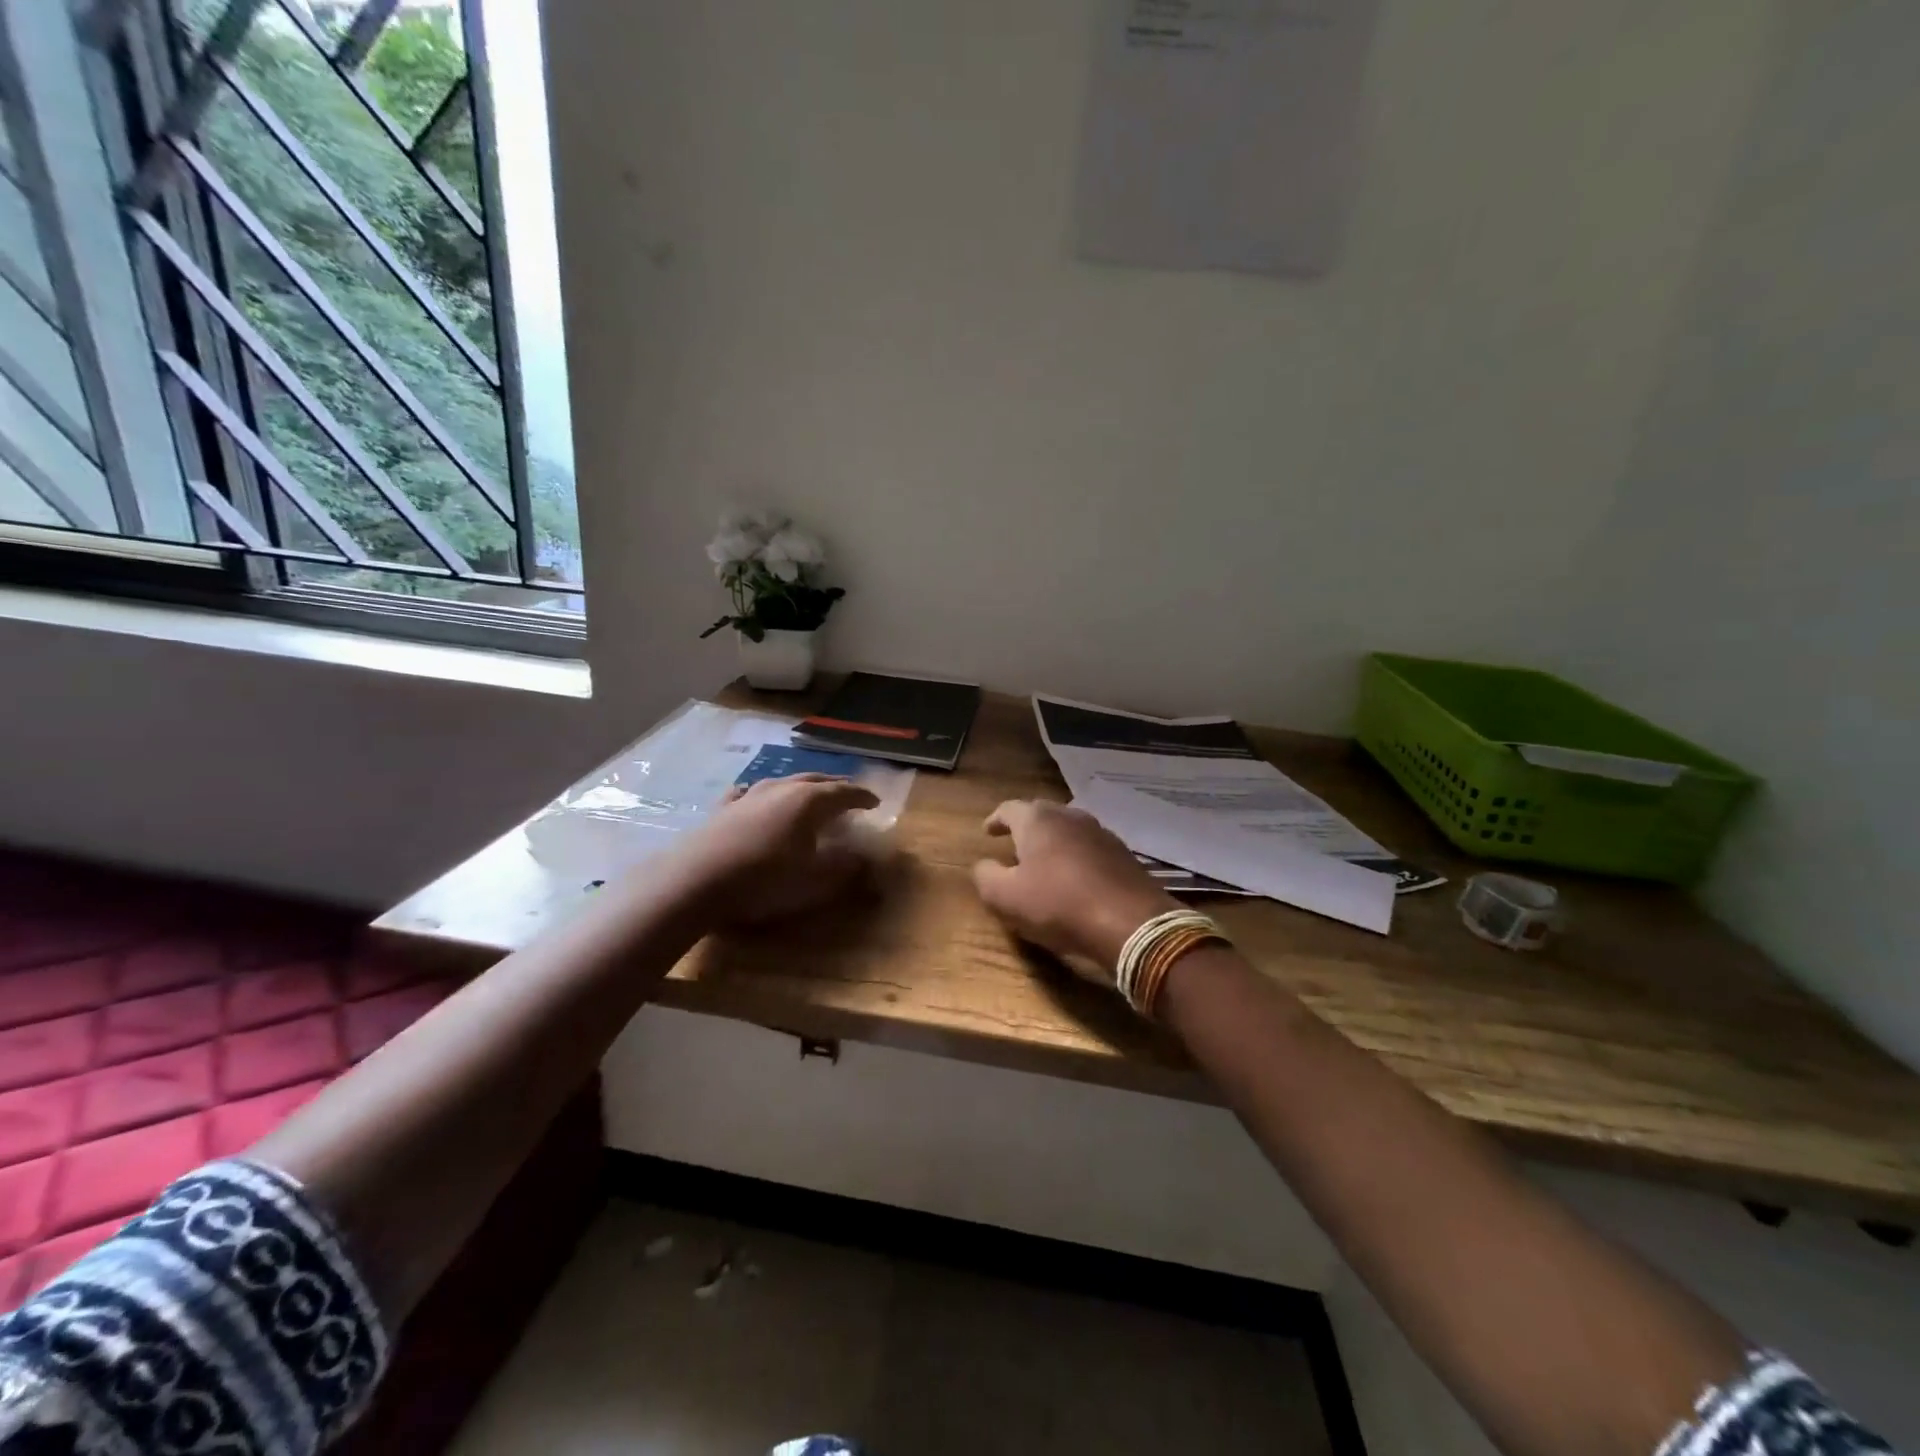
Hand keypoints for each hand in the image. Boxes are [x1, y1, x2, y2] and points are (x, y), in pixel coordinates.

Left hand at [676, 774, 880, 925]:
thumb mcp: (814, 880)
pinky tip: (752, 797)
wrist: (697, 880)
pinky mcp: (722, 809)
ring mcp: (749, 796)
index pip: (844, 792)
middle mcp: (781, 789)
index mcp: (809, 801)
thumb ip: (844, 867)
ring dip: (800, 787)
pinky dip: (758, 795)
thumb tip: (865, 858)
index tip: (875, 803)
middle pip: (815, 780)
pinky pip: (746, 794)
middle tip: (848, 793)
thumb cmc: (765, 879)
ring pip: (782, 782)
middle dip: (834, 785)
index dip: (862, 797)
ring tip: (808, 794)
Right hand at [971, 799, 1178, 981]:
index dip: (996, 820)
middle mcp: (1070, 816)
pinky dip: (1077, 858)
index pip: (1009, 809)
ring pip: (1069, 830)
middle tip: (1013, 846)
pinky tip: (1075, 879)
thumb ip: (985, 876)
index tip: (987, 832)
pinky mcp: (1124, 854)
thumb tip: (983, 865)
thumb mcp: (1005, 897)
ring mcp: (1101, 833)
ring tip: (1044, 863)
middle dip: (1025, 829)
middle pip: (1041, 815)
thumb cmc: (1058, 905)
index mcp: (1038, 820)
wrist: (1131, 923)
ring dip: (1054, 844)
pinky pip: (1090, 850)